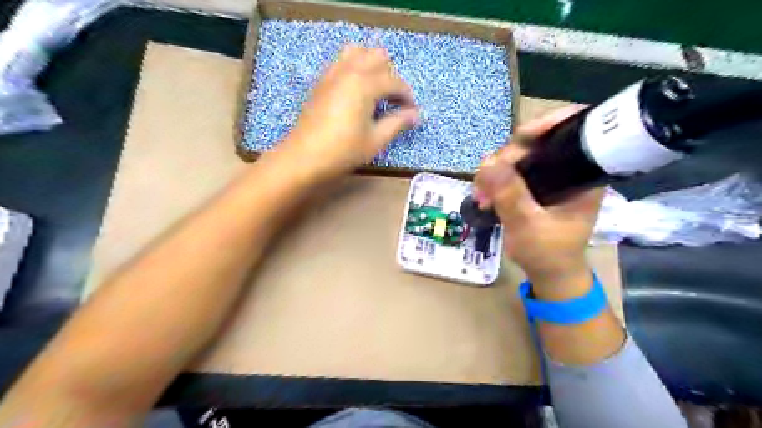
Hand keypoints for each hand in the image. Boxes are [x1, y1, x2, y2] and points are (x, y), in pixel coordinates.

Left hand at [282, 44, 418, 179]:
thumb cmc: (343, 151)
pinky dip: (354, 67)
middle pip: (378, 57)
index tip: (412, 112)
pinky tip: (356, 91)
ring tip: (375, 90)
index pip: (395, 81)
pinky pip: (342, 62)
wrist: (304, 157)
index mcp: (365, 83)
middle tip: (393, 101)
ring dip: (371, 65)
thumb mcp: (375, 140)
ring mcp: (332, 73)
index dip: (407, 96)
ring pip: (358, 52)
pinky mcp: (322, 81)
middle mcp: (349, 70)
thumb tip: (415, 115)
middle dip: (391, 76)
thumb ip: (397, 123)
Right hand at [474, 107, 604, 294]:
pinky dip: (495, 179)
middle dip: (507, 157)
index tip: (520, 139)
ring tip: (481, 194)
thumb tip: (488, 163)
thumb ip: (510, 195)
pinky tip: (484, 195)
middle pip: (537, 141)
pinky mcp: (533, 185)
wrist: (549, 273)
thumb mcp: (528, 226)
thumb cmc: (548, 253)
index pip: (574, 129)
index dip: (548, 123)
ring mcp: (549, 176)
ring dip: (495, 170)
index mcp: (583, 173)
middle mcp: (567, 168)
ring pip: (519, 156)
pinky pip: (511, 170)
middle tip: (486, 180)